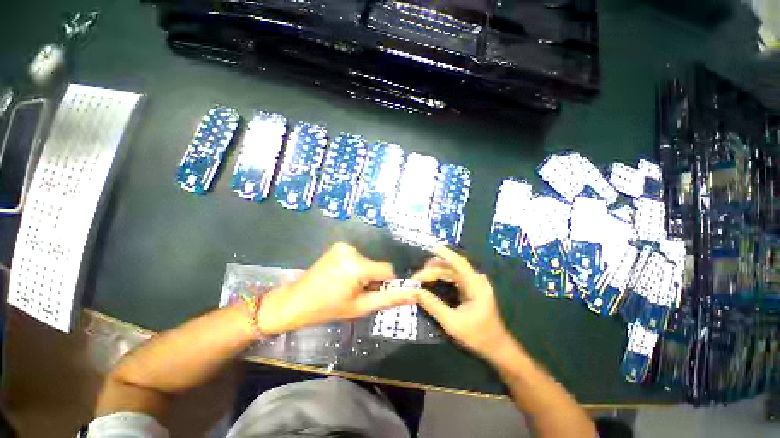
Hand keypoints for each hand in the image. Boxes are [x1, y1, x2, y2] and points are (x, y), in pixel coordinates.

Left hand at [257, 242, 415, 334]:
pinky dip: (355, 267)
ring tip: (347, 286)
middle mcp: (352, 250)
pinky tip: (342, 277)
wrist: (295, 301)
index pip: (387, 270)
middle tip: (356, 293)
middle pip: (376, 265)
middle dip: (372, 279)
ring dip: (364, 273)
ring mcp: (343, 246)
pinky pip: (357, 257)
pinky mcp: (338, 246)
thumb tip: (414, 294)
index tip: (374, 293)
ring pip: (367, 261)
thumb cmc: (327, 308)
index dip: (385, 283)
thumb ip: (389, 299)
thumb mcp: (361, 307)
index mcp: (357, 265)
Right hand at [412, 246, 513, 361]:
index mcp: (476, 286)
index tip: (431, 247)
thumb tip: (415, 292)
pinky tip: (431, 279)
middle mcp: (476, 280)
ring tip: (419, 277)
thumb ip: (433, 305)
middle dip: (432, 269)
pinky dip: (441, 276)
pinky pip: (454, 277)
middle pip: (451, 267)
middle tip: (415, 277)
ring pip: (452, 271)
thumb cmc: (477, 336)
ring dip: (435, 272)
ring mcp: (474, 283)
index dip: (446, 254)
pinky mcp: (471, 288)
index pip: (459, 263)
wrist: (496, 347)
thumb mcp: (452, 323)